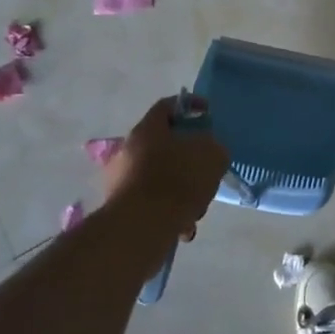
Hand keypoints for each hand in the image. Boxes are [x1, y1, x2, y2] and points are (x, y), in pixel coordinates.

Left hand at [102, 97, 229, 241]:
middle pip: (164, 144)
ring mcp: (121, 180)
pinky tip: (184, 225)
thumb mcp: (212, 155)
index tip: (208, 114)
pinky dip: (170, 210)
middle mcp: (128, 150)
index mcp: (147, 129)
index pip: (167, 105)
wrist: (142, 227)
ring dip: (181, 187)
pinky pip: (153, 202)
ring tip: (198, 206)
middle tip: (206, 166)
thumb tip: (207, 150)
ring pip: (160, 176)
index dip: (191, 105)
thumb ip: (213, 146)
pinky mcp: (121, 208)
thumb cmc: (178, 180)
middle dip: (188, 156)